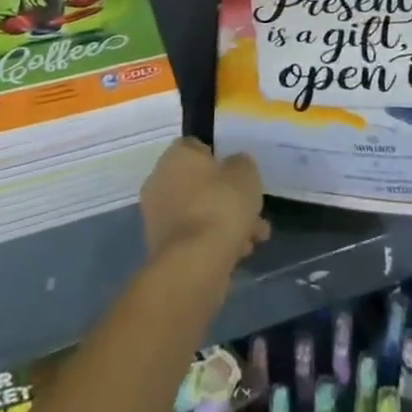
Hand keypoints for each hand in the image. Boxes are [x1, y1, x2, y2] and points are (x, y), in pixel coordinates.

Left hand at [140, 138, 269, 268]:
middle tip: (252, 211)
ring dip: (225, 222)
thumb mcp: (245, 173)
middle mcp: (160, 180)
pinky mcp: (162, 248)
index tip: (240, 176)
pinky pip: (194, 236)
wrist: (195, 263)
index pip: (199, 147)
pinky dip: (214, 242)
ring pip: (200, 212)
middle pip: (200, 183)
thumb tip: (235, 166)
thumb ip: (241, 164)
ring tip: (254, 239)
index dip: (222, 160)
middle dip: (228, 198)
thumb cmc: (220, 205)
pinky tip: (239, 254)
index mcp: (176, 155)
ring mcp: (158, 216)